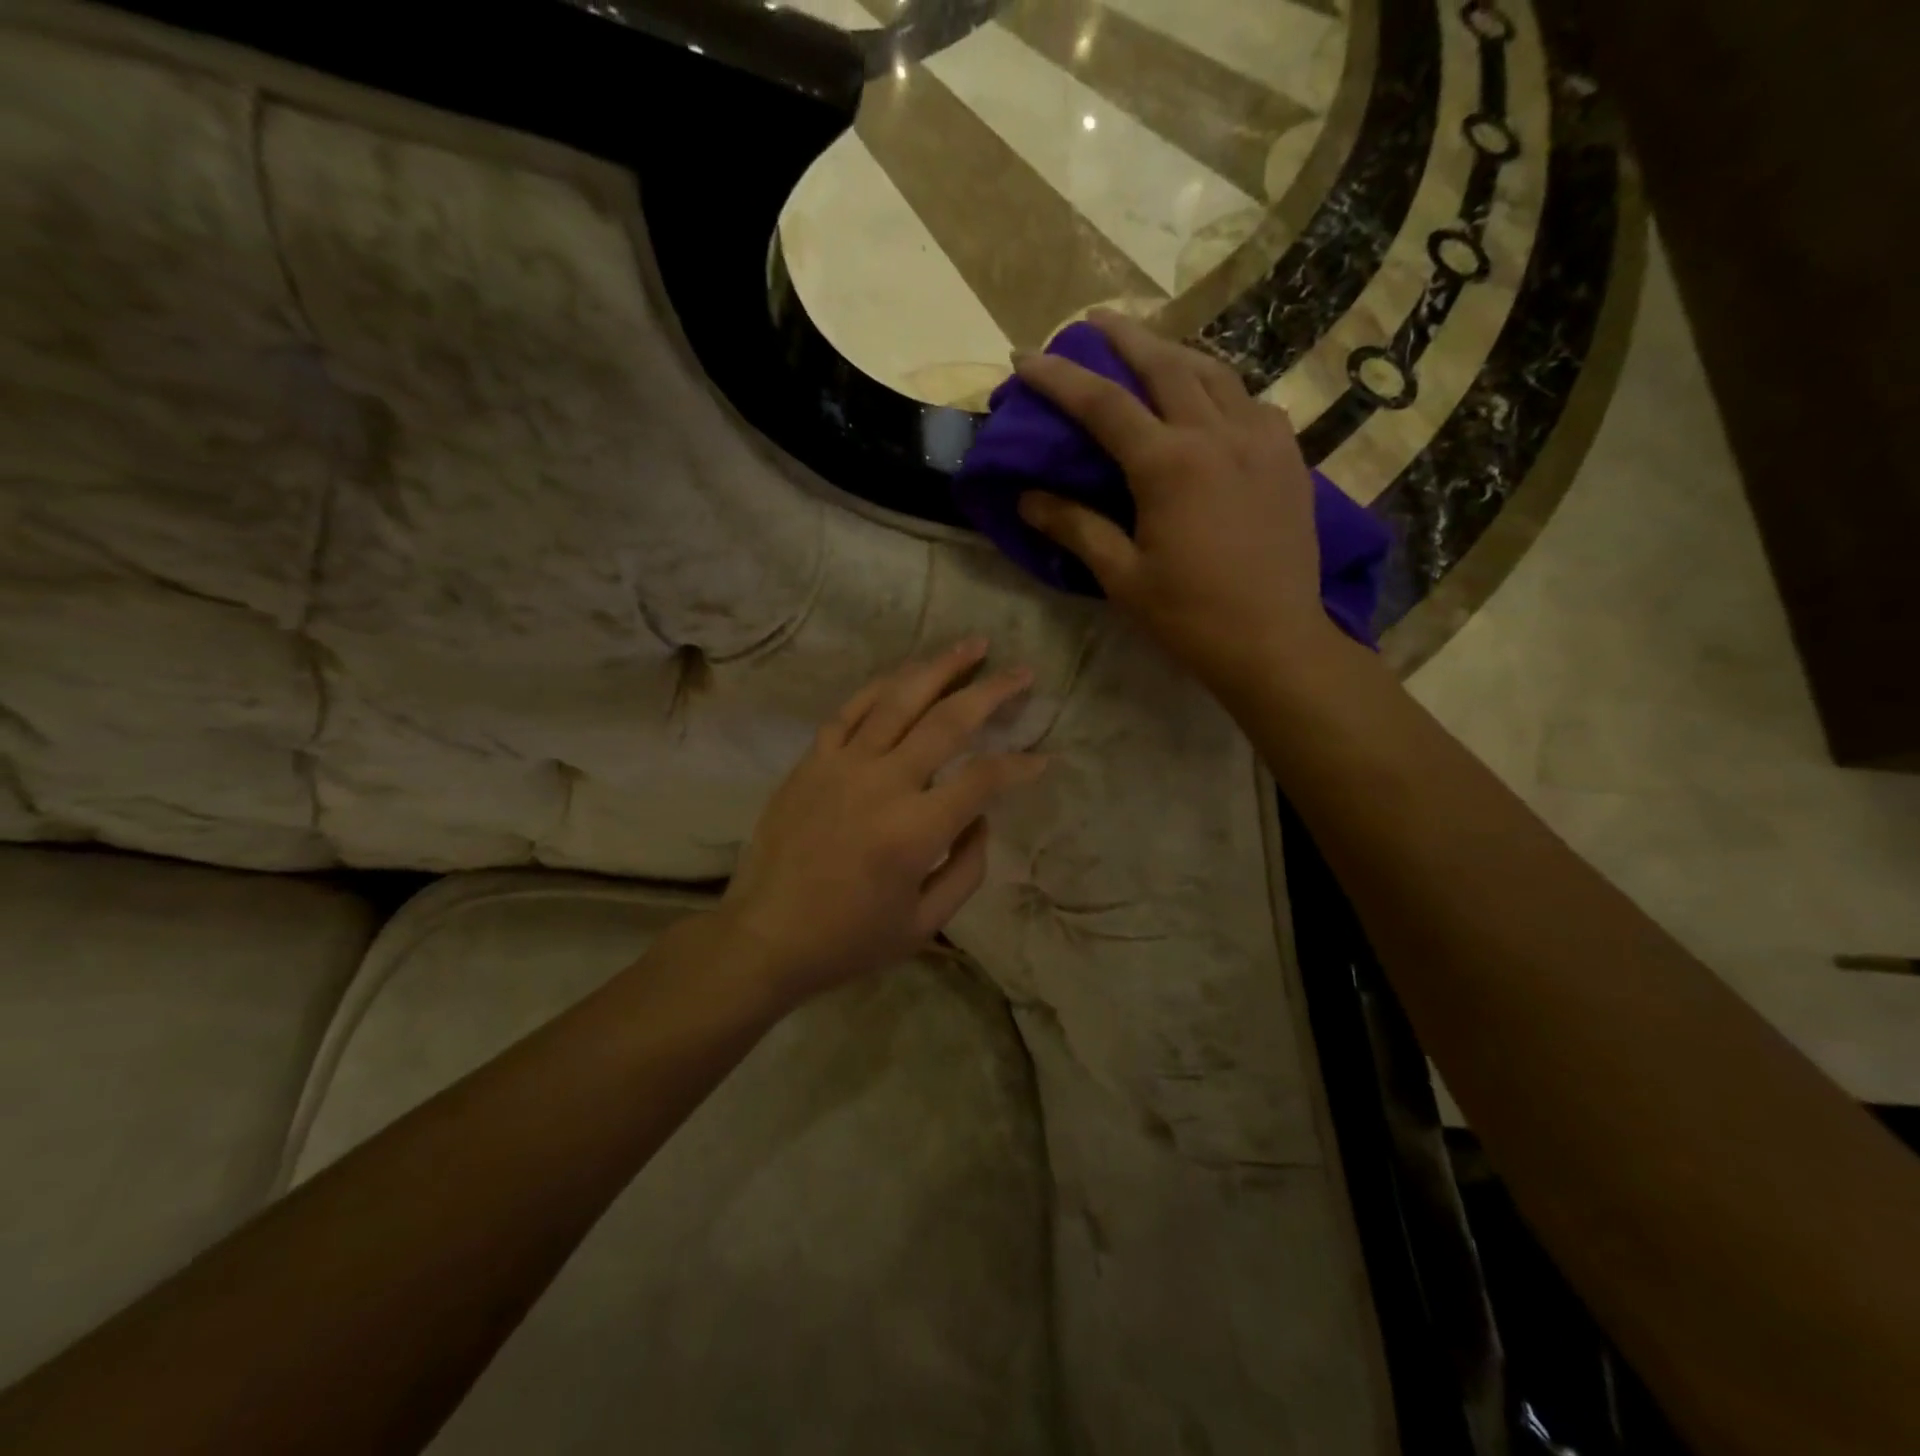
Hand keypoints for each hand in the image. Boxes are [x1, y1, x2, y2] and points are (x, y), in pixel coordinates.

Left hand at [715, 639, 1047, 1006]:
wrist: (765, 936)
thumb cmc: (849, 939)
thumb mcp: (924, 924)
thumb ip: (966, 869)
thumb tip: (980, 818)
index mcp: (915, 831)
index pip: (983, 779)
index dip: (1019, 766)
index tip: (1042, 759)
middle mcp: (882, 784)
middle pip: (947, 721)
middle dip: (992, 691)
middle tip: (1021, 671)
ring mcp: (842, 765)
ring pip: (898, 700)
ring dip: (939, 667)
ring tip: (972, 645)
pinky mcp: (812, 761)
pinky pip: (850, 711)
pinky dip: (881, 686)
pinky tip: (905, 673)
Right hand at [1013, 311, 1333, 688]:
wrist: (1274, 641)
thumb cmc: (1190, 616)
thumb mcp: (1122, 577)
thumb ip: (1075, 528)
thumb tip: (1028, 498)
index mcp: (1169, 464)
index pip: (1102, 404)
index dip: (1059, 377)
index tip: (1025, 357)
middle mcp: (1217, 434)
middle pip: (1166, 364)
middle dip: (1125, 337)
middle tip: (1095, 320)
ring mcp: (1261, 440)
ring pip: (1215, 373)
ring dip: (1175, 353)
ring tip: (1150, 349)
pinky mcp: (1289, 457)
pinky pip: (1251, 403)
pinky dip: (1221, 390)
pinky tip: (1212, 403)